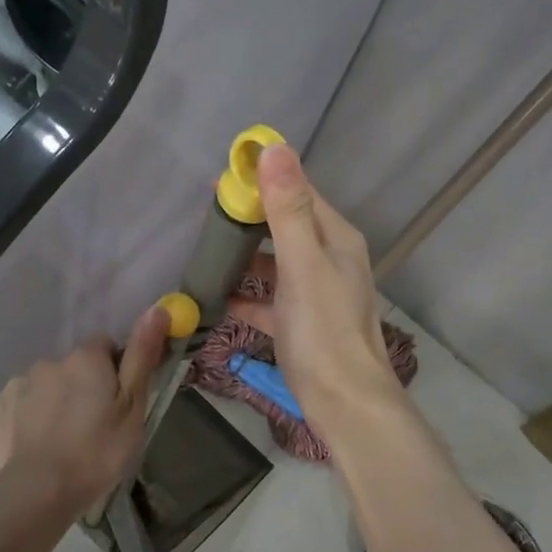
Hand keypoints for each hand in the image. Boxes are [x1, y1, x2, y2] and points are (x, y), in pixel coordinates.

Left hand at [0, 305, 169, 511]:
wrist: (35, 494)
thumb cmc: (95, 452)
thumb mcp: (132, 408)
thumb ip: (142, 356)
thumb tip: (157, 308)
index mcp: (85, 359)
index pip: (104, 346)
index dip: (113, 370)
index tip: (117, 401)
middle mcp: (48, 362)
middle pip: (72, 367)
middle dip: (81, 387)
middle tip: (92, 427)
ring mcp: (16, 385)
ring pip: (43, 386)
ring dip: (52, 402)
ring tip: (61, 442)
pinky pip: (17, 407)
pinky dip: (25, 420)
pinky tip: (33, 447)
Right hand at [227, 145, 401, 441]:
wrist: (344, 404)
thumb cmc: (324, 331)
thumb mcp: (303, 264)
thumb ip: (288, 209)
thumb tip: (273, 148)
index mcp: (336, 239)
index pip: (299, 192)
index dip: (263, 180)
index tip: (221, 179)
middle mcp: (329, 260)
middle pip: (285, 226)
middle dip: (249, 219)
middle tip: (207, 218)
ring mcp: (315, 294)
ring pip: (274, 264)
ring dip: (244, 258)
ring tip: (206, 254)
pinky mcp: (300, 324)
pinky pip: (268, 300)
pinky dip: (245, 296)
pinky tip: (216, 298)